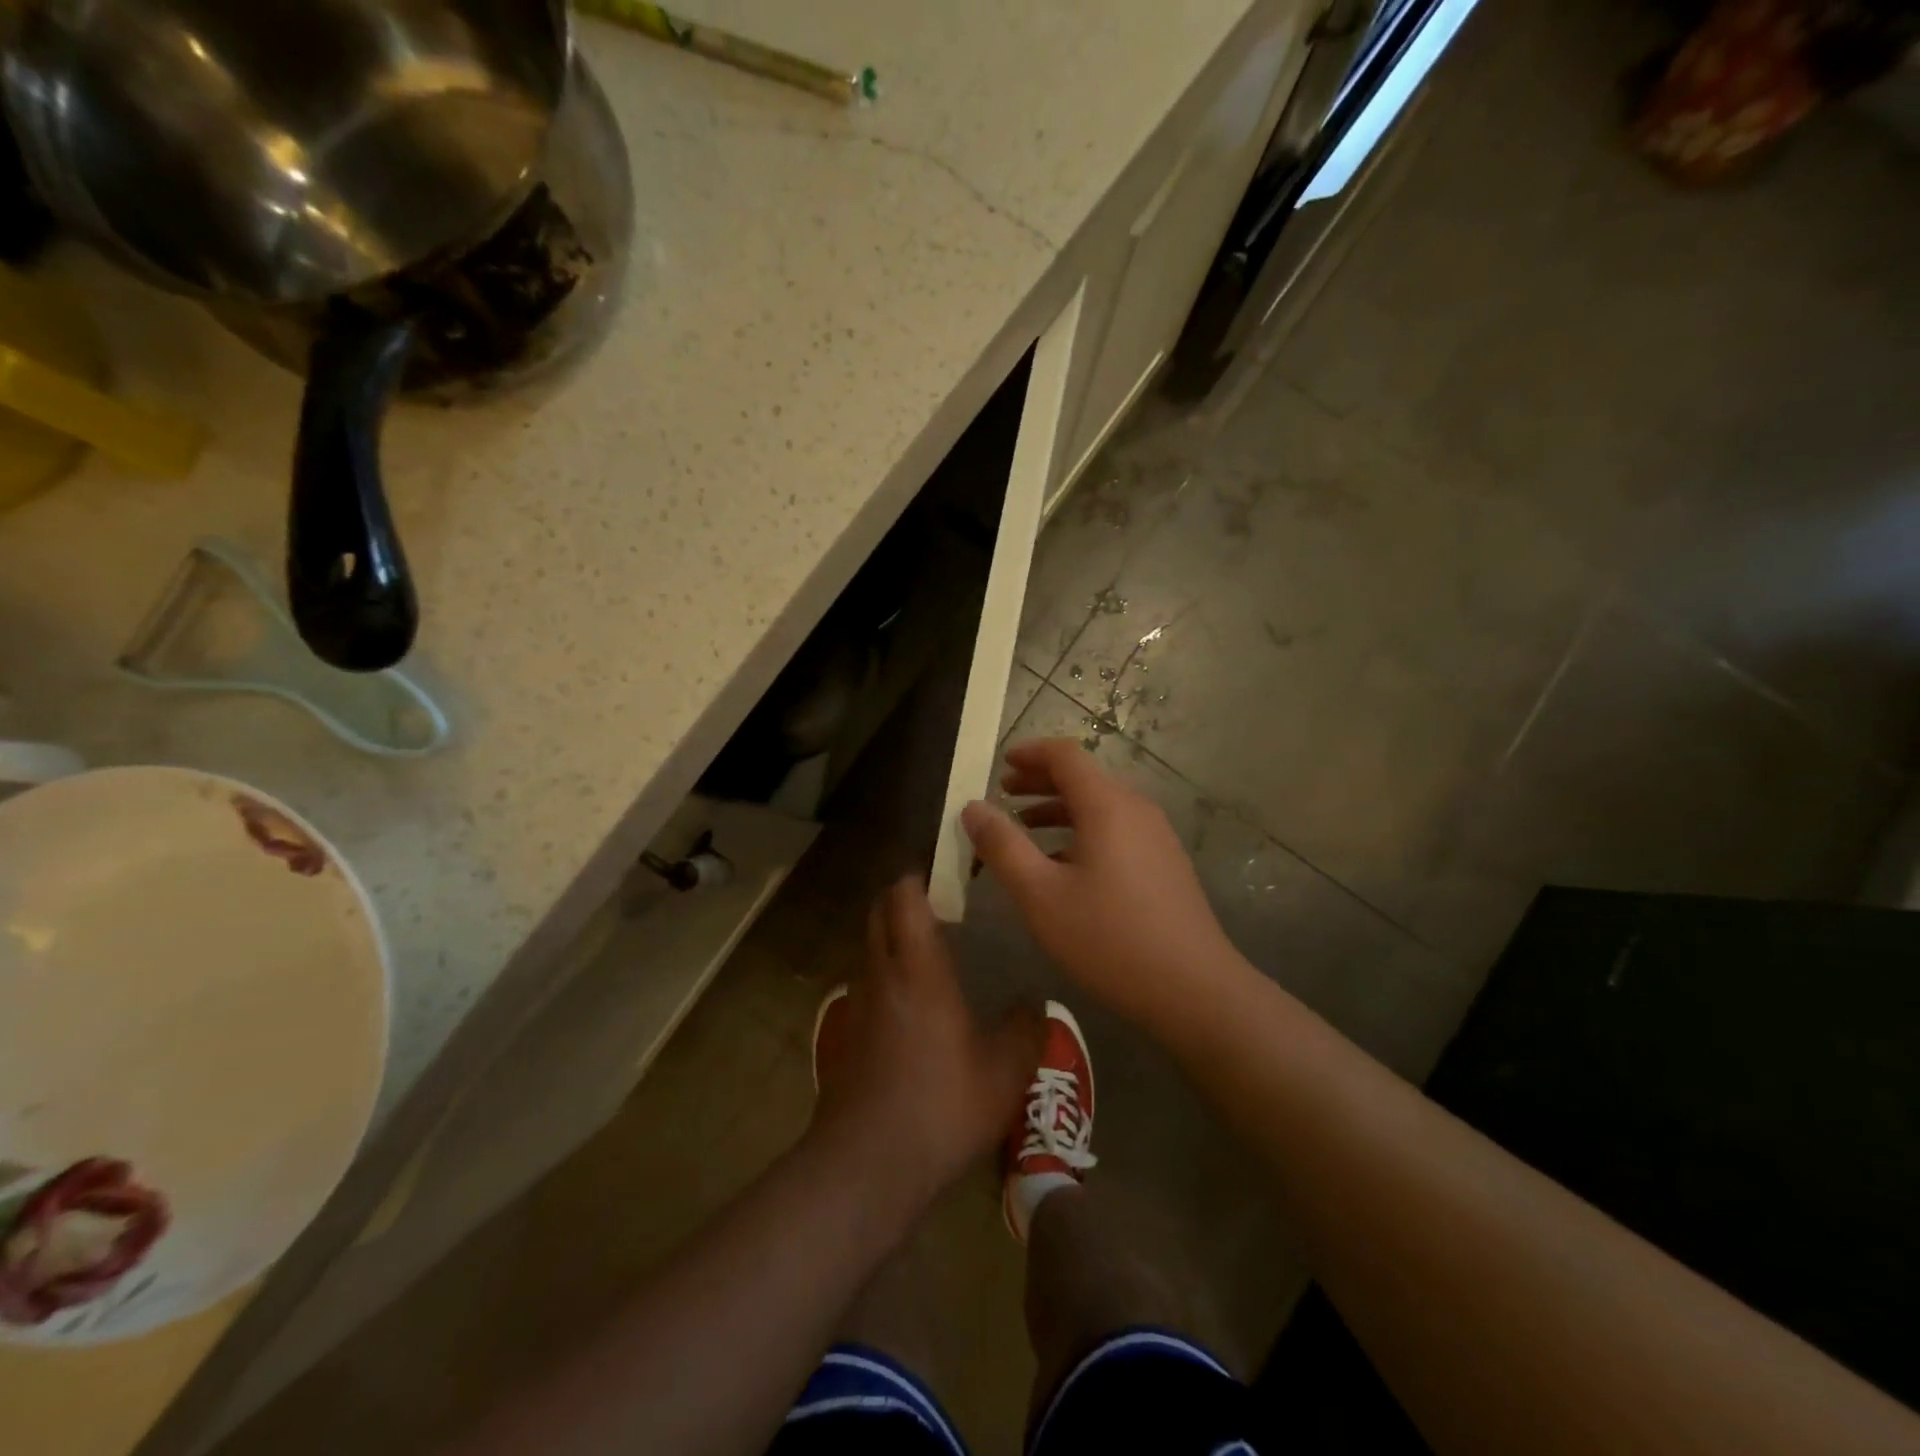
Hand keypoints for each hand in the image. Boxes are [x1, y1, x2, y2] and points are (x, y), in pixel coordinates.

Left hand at [812, 878, 1042, 1206]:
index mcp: (918, 969)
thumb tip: (1034, 1003)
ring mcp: (859, 1006)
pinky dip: (887, 975)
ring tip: (933, 951)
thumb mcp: (1004, 1072)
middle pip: (879, 913)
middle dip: (902, 897)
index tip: (946, 870)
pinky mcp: (848, 1037)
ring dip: (893, 936)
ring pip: (871, 948)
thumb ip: (1025, 1030)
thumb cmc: (941, 1106)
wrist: (867, 1166)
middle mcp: (882, 975)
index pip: (904, 897)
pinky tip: (917, 1008)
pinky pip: (869, 985)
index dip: (919, 875)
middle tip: (940, 903)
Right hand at [961, 738, 1238, 1028]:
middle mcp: (1136, 809)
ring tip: (1025, 827)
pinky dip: (1082, 831)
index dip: (1030, 753)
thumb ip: (1003, 847)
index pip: (1066, 755)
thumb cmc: (1109, 938)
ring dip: (1059, 809)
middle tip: (1004, 794)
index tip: (1000, 762)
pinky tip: (1063, 865)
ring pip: (1100, 806)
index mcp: (1107, 806)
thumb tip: (974, 807)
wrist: (1194, 989)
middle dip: (1040, 781)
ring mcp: (1156, 837)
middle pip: (1084, 778)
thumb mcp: (1041, 895)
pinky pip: (1116, 830)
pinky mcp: (1164, 864)